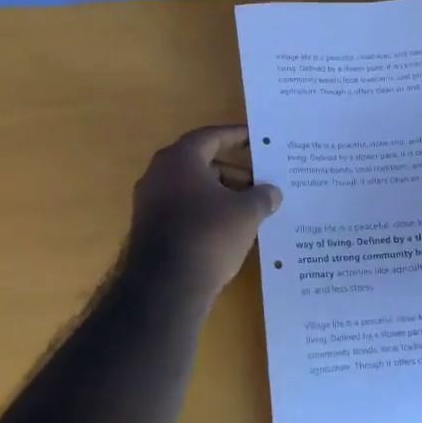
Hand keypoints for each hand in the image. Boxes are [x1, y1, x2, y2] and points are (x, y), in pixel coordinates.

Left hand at [129, 125, 282, 297]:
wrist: (166, 286)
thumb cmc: (209, 234)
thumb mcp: (247, 213)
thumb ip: (262, 196)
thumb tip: (272, 192)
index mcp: (180, 159)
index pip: (211, 137)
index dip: (236, 136)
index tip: (256, 139)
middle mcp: (159, 174)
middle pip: (202, 164)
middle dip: (233, 173)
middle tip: (261, 184)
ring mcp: (150, 202)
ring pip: (192, 190)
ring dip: (220, 195)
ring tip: (250, 210)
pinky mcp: (149, 228)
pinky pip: (183, 210)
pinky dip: (205, 213)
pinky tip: (228, 230)